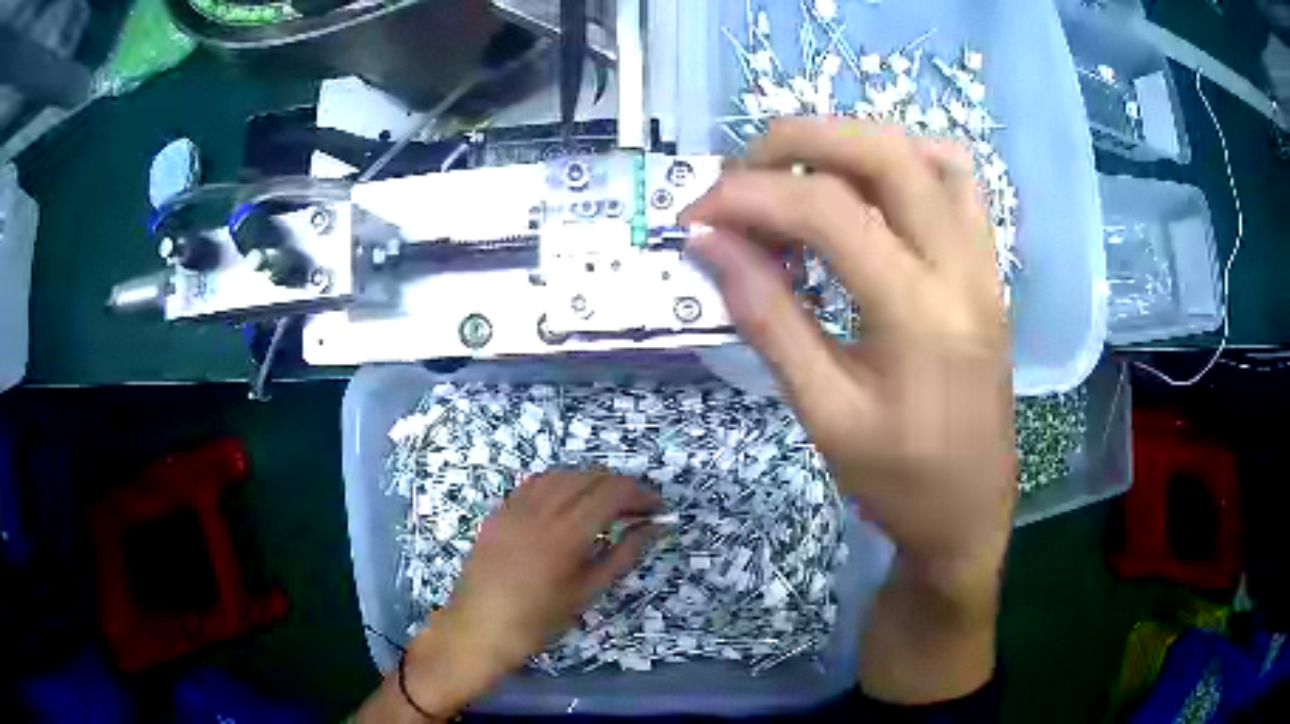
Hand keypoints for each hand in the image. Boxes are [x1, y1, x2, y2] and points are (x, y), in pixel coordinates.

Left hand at [444, 470, 660, 668]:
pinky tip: (567, 502)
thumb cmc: (538, 620)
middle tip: (636, 509)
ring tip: (605, 504)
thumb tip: (654, 528)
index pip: (611, 493)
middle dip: (619, 486)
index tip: (657, 507)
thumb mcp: (587, 592)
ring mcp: (515, 507)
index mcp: (566, 534)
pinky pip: (534, 484)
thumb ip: (623, 554)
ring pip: (561, 474)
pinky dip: (559, 484)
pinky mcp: (499, 511)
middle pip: (588, 477)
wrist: (479, 628)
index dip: (639, 494)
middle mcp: (540, 510)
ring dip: (589, 481)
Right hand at [682, 118, 1014, 701]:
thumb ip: (768, 318)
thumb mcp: (824, 413)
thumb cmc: (898, 482)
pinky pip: (959, 182)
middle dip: (799, 141)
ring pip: (928, 153)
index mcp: (919, 314)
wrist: (971, 513)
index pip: (827, 210)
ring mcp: (985, 263)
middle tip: (742, 174)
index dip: (750, 196)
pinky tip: (868, 189)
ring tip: (802, 175)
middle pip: (884, 152)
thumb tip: (709, 243)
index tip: (697, 215)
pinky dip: (906, 162)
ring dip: (855, 143)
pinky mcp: (989, 270)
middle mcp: (961, 268)